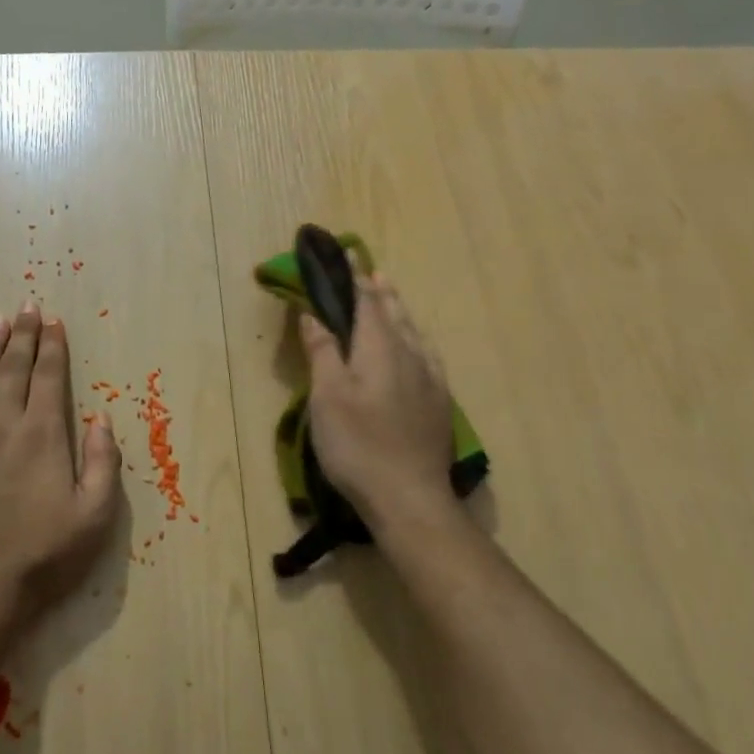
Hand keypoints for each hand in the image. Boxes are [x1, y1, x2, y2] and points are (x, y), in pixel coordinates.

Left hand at [0, 301, 123, 634]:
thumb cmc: (41, 558)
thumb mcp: (94, 516)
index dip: (52, 346)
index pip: (49, 376)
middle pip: (13, 369)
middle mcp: (1, 425)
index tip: (53, 320)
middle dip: (22, 335)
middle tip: (26, 306)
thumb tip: (101, 419)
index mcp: (42, 435)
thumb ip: (103, 463)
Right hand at [300, 274, 455, 532]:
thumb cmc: (358, 443)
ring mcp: (430, 379)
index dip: (354, 278)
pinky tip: (417, 350)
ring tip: (391, 299)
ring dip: (399, 311)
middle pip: (395, 313)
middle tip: (371, 272)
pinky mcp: (439, 403)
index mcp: (380, 347)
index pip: (367, 301)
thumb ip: (322, 350)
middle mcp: (410, 354)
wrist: (409, 498)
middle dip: (380, 291)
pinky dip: (415, 339)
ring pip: (414, 333)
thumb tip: (313, 313)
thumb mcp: (327, 395)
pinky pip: (427, 355)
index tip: (346, 256)